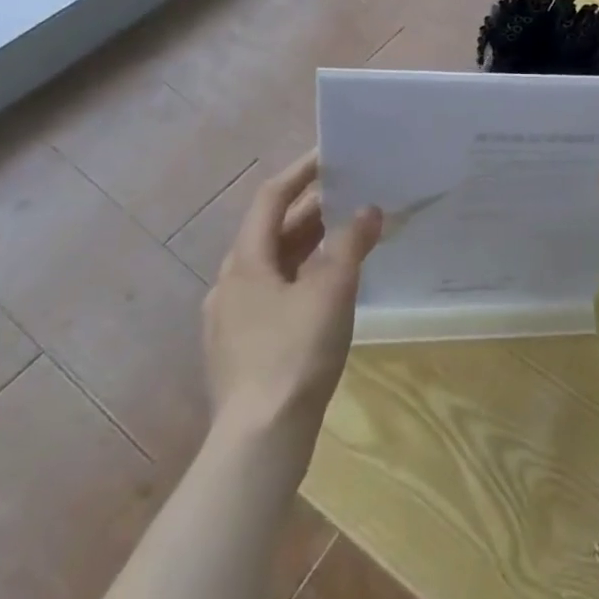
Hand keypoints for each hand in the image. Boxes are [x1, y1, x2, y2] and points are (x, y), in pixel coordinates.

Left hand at [203, 151, 382, 441]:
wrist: (259, 443)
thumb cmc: (294, 353)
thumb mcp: (332, 288)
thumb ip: (351, 242)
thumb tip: (368, 210)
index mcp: (245, 262)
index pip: (270, 198)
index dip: (301, 172)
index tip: (331, 155)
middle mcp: (231, 284)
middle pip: (272, 232)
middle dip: (312, 210)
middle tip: (352, 194)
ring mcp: (231, 321)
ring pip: (274, 265)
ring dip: (309, 245)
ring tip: (348, 236)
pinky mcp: (241, 350)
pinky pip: (274, 294)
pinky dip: (302, 277)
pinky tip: (329, 289)